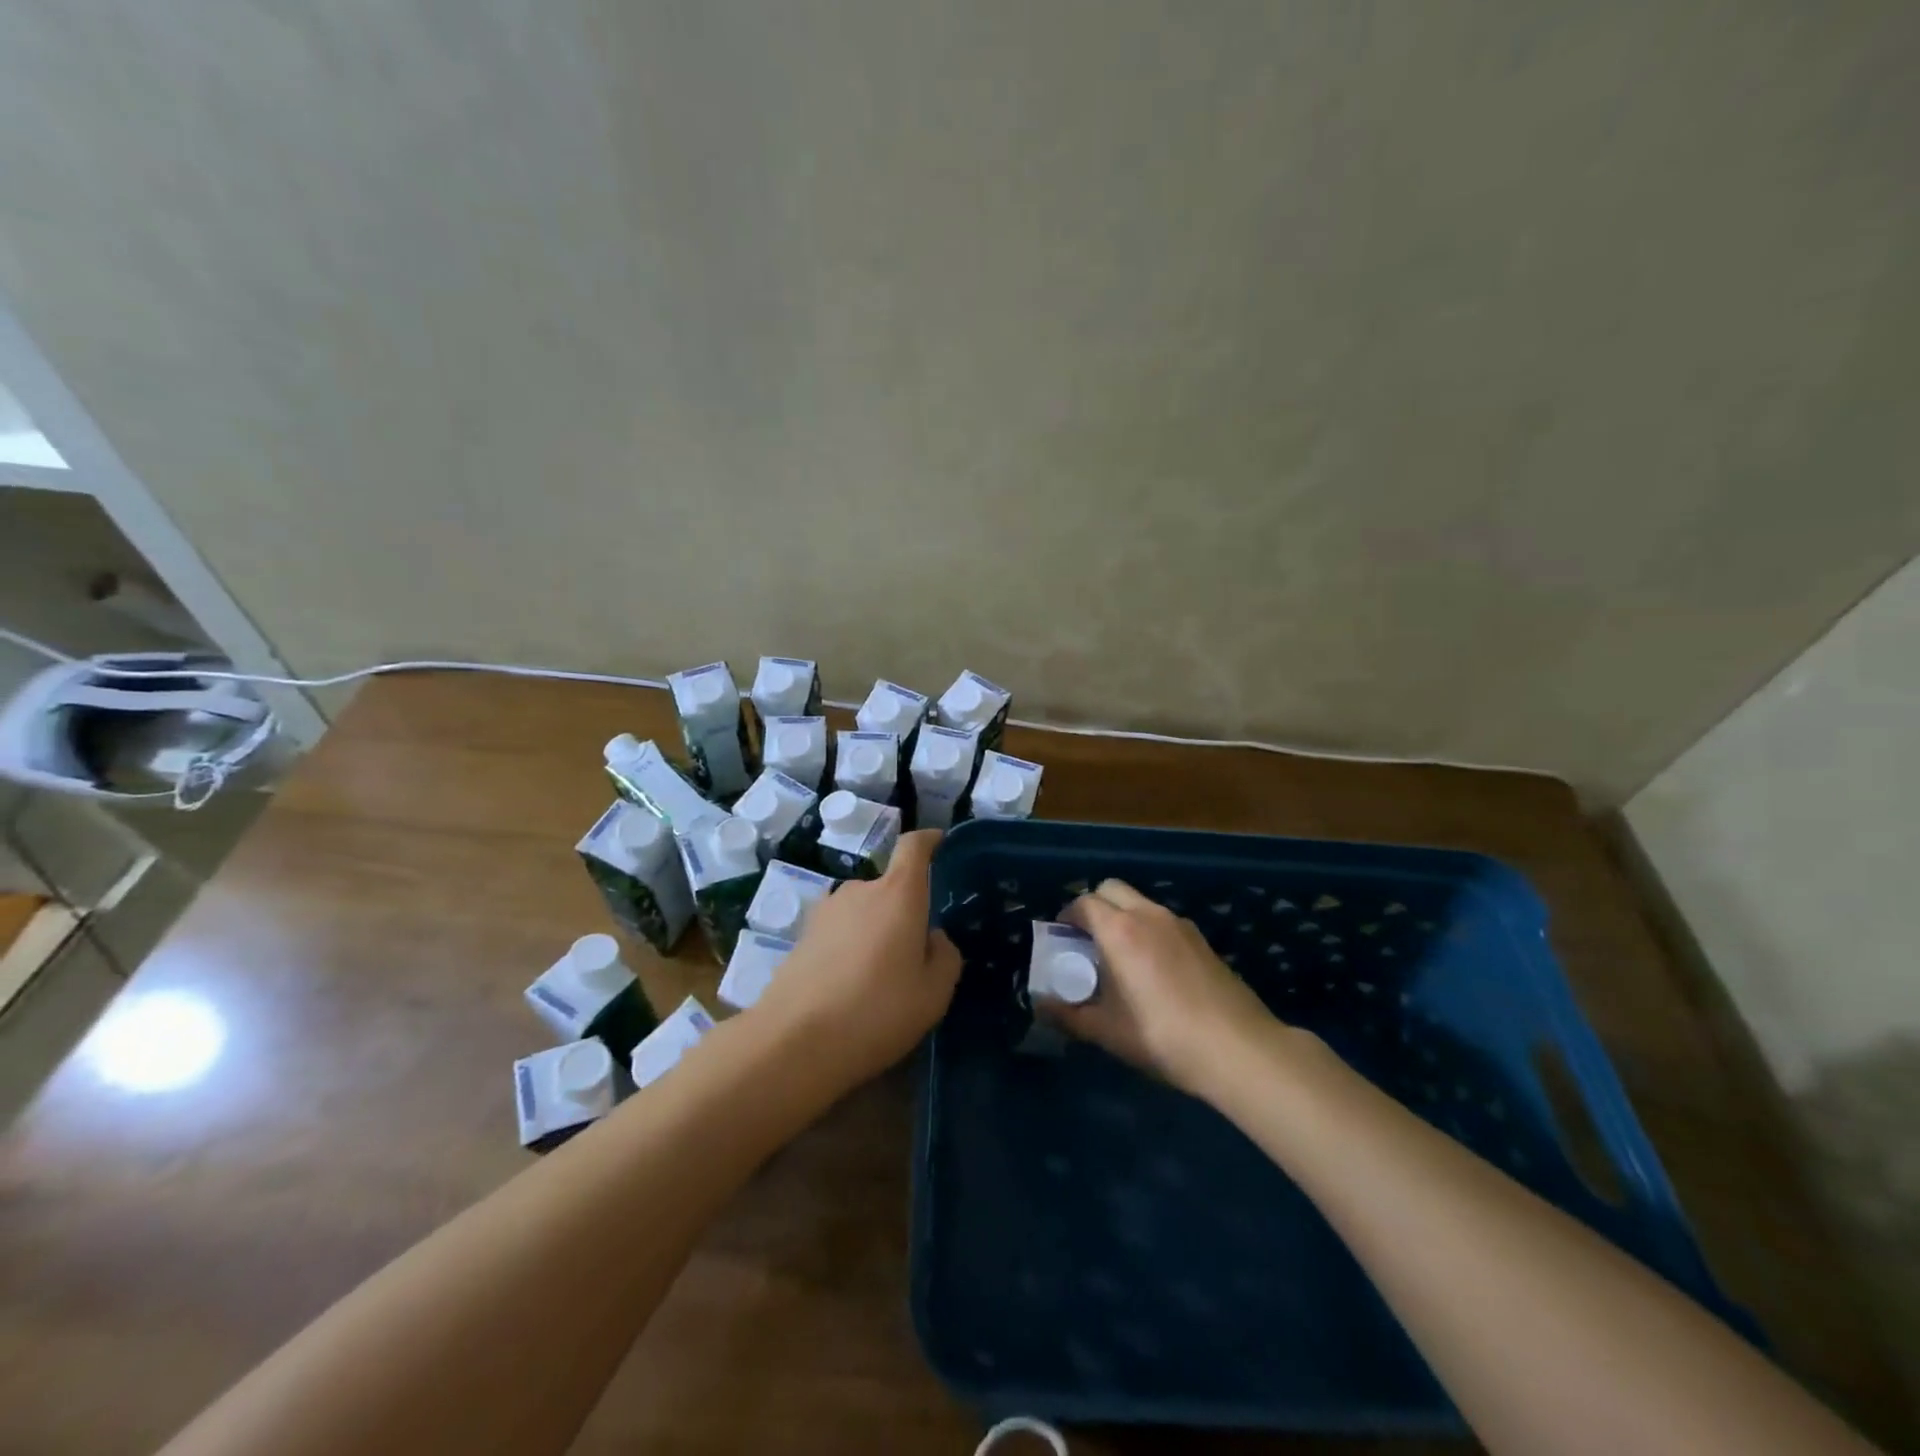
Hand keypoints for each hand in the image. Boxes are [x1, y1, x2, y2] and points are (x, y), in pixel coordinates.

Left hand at [751, 829, 960, 1090]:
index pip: (913, 846)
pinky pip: (839, 931)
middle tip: (913, 955)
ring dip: (875, 931)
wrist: (793, 1041)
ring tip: (879, 977)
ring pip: (863, 911)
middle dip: (904, 910)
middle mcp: (860, 890)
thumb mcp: (934, 994)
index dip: (928, 840)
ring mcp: (826, 911)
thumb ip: (945, 957)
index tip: (938, 843)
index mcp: (898, 894)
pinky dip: (850, 947)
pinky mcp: (801, 935)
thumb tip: (933, 938)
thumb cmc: (877, 1011)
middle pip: (889, 886)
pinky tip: (849, 986)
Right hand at [1041, 878, 1277, 1096]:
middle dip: (1094, 906)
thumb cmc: (1162, 1036)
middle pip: (1111, 889)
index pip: (1083, 903)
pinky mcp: (1202, 940)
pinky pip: (1163, 920)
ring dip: (1122, 916)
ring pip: (1140, 902)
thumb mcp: (1107, 1032)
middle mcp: (1148, 915)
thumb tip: (1040, 1005)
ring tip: (1120, 956)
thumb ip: (1069, 1015)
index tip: (1062, 940)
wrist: (1239, 1049)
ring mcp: (1180, 924)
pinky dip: (1148, 929)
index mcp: (1119, 930)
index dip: (1067, 917)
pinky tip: (1154, 969)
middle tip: (1088, 941)